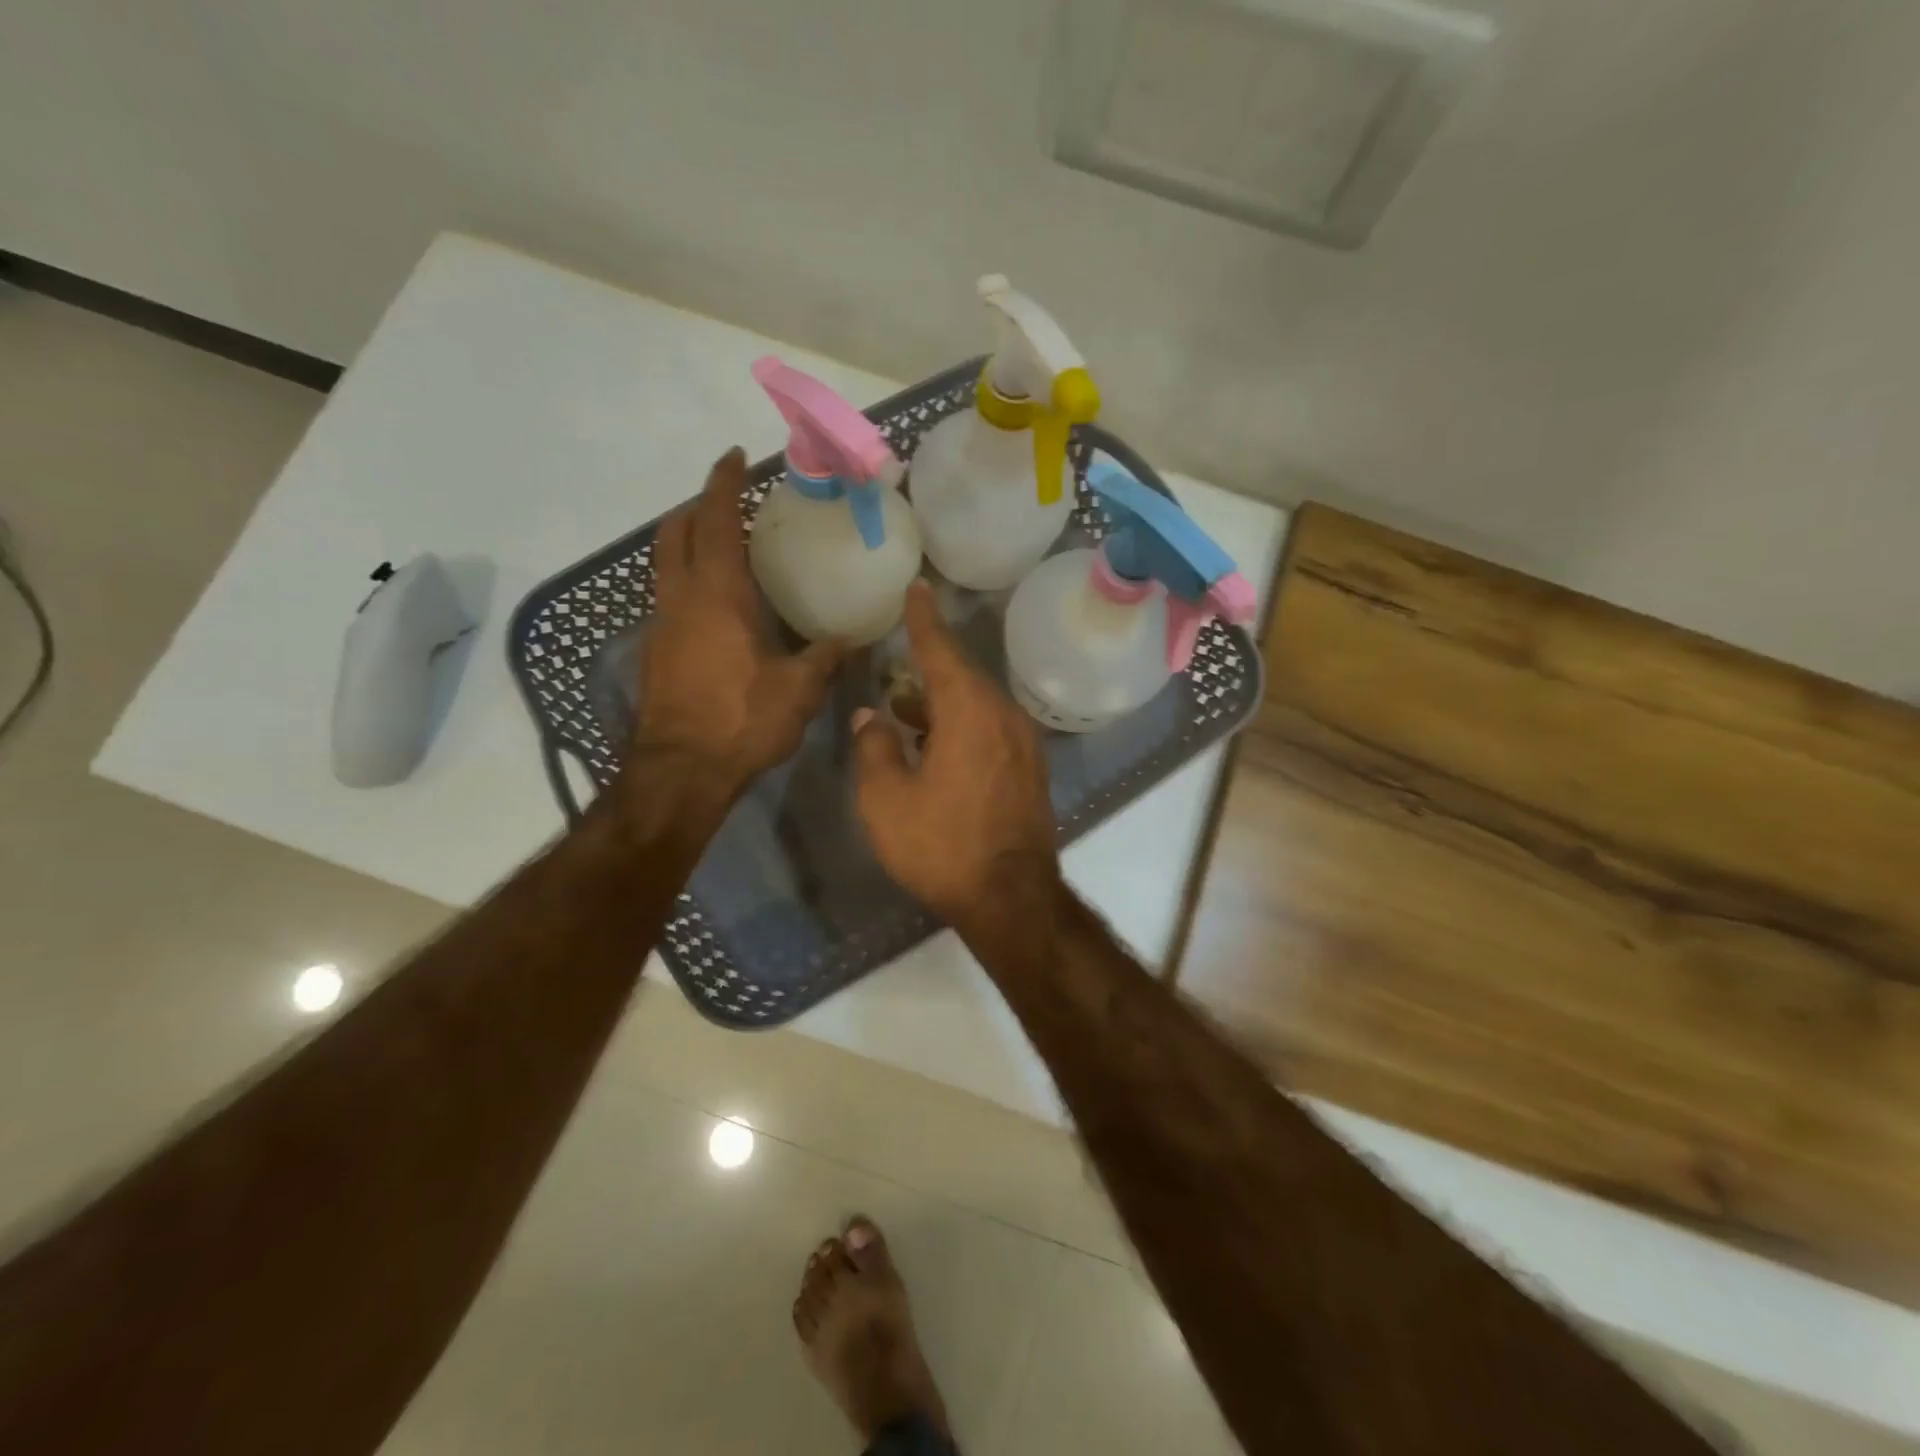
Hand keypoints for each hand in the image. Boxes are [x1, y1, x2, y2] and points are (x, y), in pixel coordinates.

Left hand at [634, 449, 842, 804]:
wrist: (681, 770)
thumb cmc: (742, 720)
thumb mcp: (799, 690)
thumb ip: (824, 658)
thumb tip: (849, 641)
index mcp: (717, 594)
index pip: (714, 521)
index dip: (722, 484)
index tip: (733, 457)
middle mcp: (681, 598)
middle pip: (674, 533)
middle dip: (695, 508)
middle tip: (725, 503)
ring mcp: (661, 625)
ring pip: (664, 565)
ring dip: (685, 544)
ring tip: (721, 548)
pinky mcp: (655, 652)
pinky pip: (667, 597)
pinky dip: (686, 581)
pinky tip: (713, 605)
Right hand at [852, 581, 1059, 930]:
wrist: (1010, 898)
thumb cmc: (942, 846)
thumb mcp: (886, 800)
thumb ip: (874, 748)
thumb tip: (870, 716)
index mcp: (969, 711)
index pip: (942, 650)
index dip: (924, 619)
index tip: (917, 588)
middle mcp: (1003, 715)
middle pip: (962, 677)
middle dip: (928, 669)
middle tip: (899, 661)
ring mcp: (1023, 743)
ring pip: (977, 705)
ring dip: (942, 703)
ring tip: (905, 710)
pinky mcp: (1030, 769)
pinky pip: (991, 729)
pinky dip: (962, 726)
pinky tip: (937, 746)